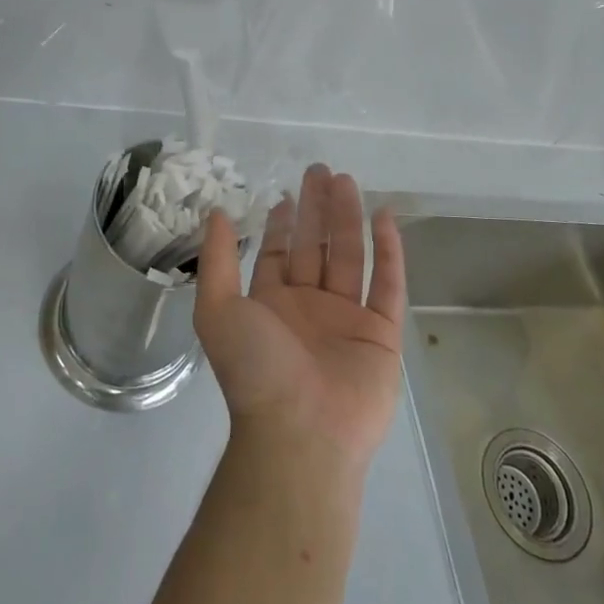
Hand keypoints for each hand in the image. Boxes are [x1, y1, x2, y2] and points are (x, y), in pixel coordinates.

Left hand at [194, 164, 405, 471]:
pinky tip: (385, 217)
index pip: (280, 254)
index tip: (287, 192)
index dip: (283, 224)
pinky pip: (387, 284)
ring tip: (347, 180)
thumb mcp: (218, 309)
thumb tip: (214, 212)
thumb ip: (218, 259)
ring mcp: (347, 320)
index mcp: (271, 305)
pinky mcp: (381, 335)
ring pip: (349, 257)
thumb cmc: (256, 368)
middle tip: (321, 170)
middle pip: (316, 247)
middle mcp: (309, 308)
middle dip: (317, 209)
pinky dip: (388, 251)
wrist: (301, 432)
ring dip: (348, 218)